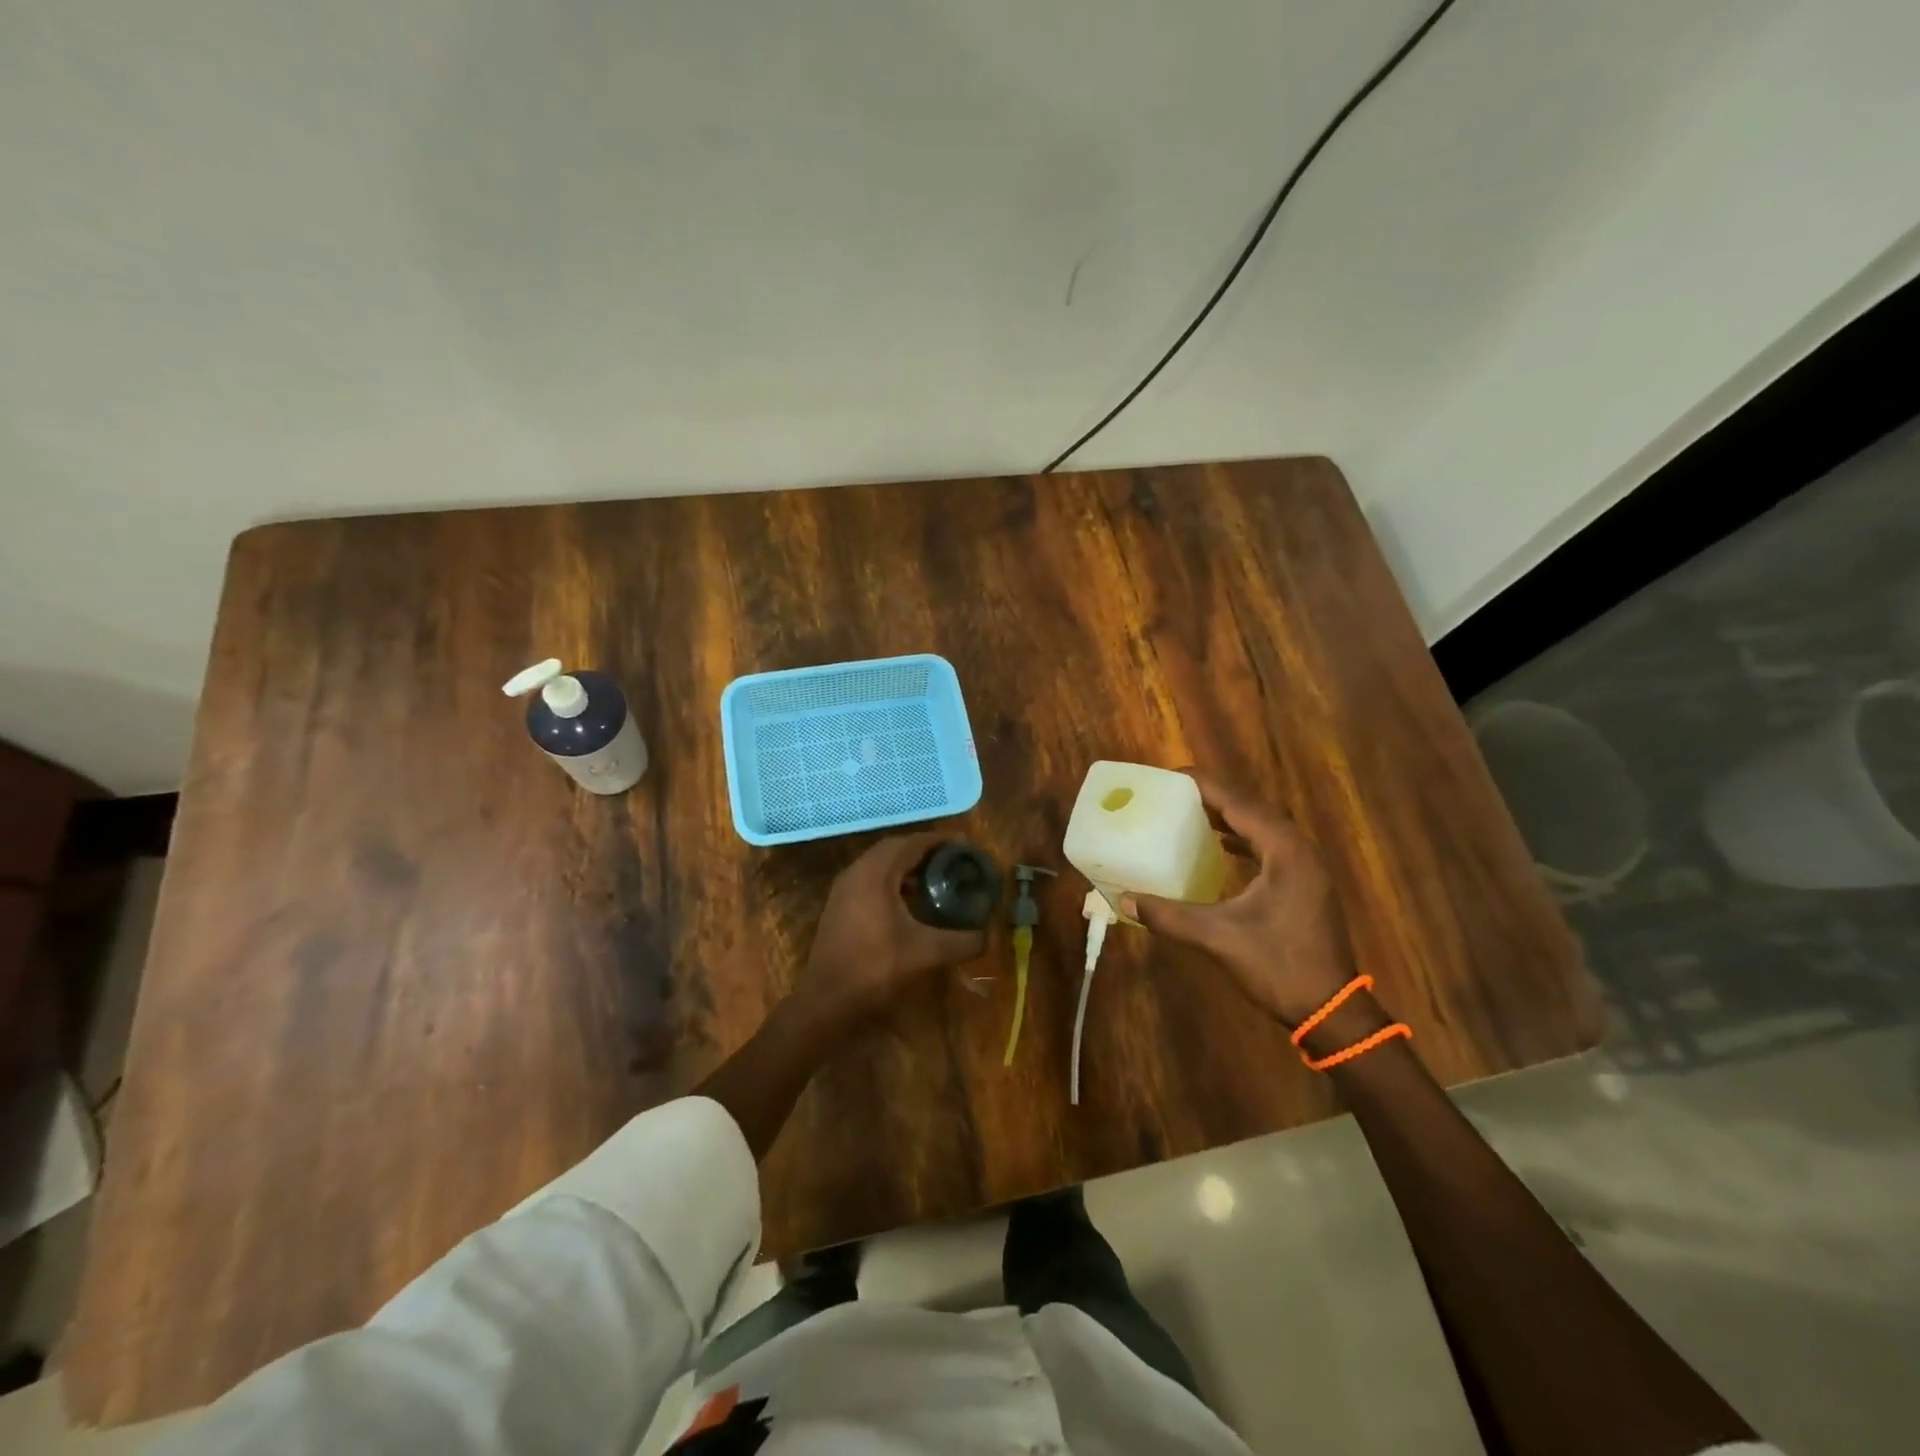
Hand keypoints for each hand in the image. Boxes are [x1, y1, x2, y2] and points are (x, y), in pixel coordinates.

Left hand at [792, 831, 987, 1024]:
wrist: (827, 1000)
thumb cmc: (876, 968)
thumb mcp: (927, 953)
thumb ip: (962, 941)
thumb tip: (987, 936)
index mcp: (876, 873)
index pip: (911, 842)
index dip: (939, 840)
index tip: (965, 844)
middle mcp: (856, 872)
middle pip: (895, 848)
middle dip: (925, 850)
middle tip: (953, 859)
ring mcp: (844, 888)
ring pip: (880, 864)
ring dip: (907, 865)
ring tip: (936, 876)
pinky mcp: (840, 905)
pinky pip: (870, 879)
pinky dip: (893, 881)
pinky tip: (911, 901)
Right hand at [1124, 773, 1354, 1026]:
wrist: (1330, 1010)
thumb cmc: (1278, 966)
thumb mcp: (1218, 938)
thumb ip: (1170, 915)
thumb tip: (1125, 900)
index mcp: (1284, 851)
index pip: (1238, 802)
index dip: (1203, 785)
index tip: (1169, 776)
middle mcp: (1298, 849)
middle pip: (1251, 808)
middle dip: (1213, 796)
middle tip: (1173, 793)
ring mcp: (1306, 867)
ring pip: (1262, 826)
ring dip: (1228, 816)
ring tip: (1189, 811)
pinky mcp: (1304, 884)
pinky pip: (1268, 845)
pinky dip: (1242, 838)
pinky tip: (1219, 846)